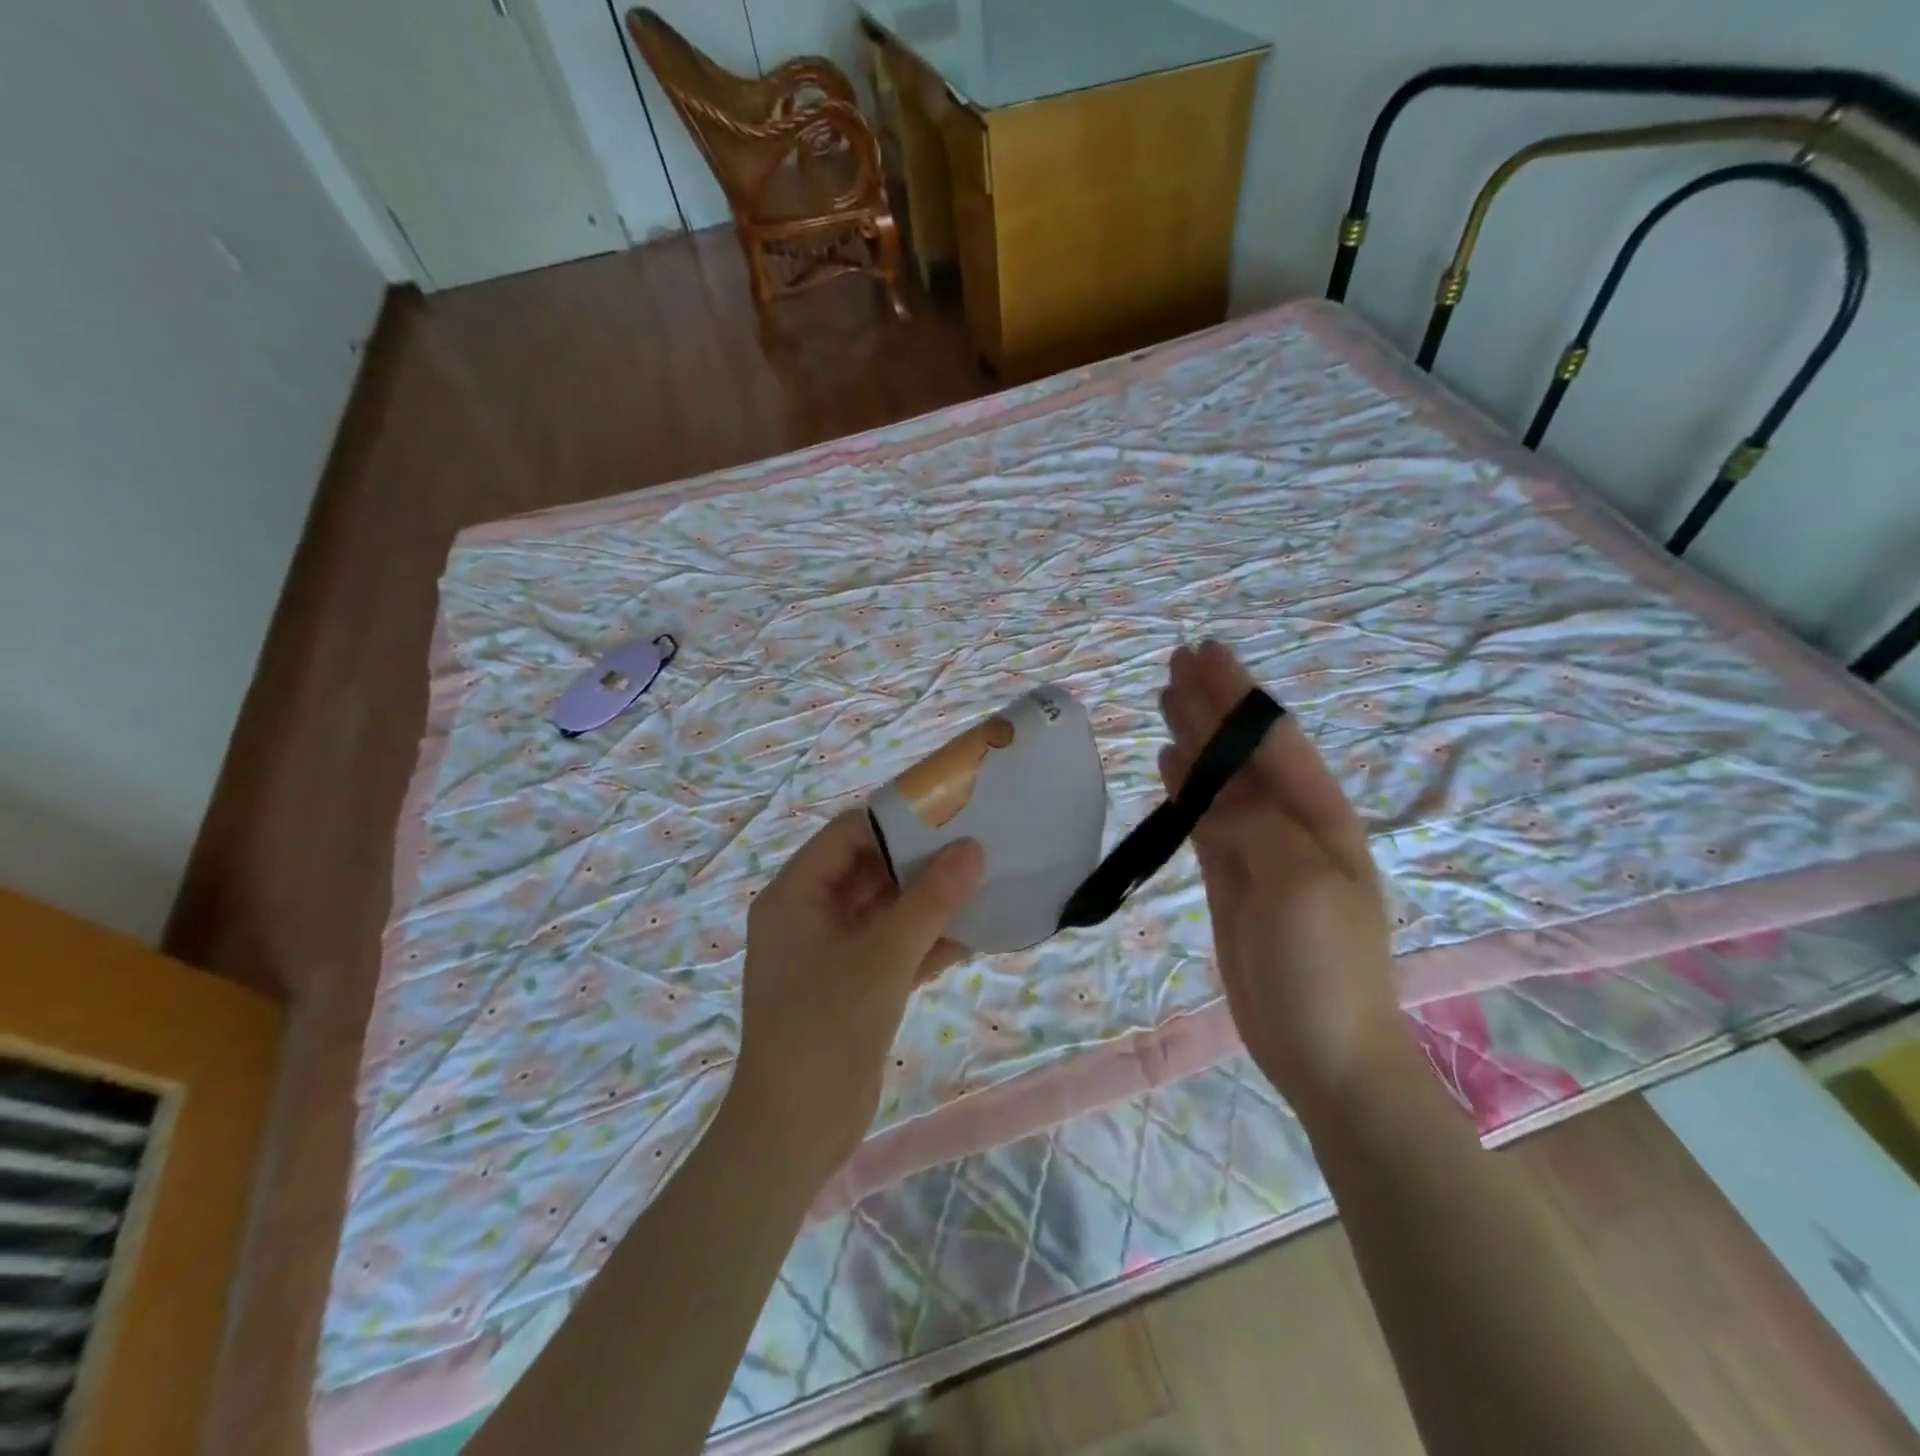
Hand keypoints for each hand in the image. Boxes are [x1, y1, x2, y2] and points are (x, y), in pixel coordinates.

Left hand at [728, 812, 983, 1179]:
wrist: (796, 1132)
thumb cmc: (828, 1027)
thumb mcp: (884, 956)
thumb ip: (930, 900)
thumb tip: (972, 849)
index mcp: (796, 895)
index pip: (847, 835)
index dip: (896, 821)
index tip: (949, 814)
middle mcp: (808, 915)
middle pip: (868, 870)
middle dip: (920, 863)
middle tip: (976, 848)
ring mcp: (829, 952)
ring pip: (884, 910)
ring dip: (929, 904)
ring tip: (984, 886)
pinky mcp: (851, 985)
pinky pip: (891, 947)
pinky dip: (925, 942)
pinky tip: (973, 936)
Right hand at [1158, 640, 1400, 1108]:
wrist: (1323, 1050)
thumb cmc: (1323, 964)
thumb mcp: (1298, 883)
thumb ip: (1255, 824)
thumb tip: (1211, 788)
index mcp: (1321, 816)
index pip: (1272, 739)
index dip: (1239, 694)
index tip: (1205, 653)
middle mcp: (1291, 823)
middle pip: (1242, 752)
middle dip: (1212, 705)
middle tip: (1175, 662)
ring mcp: (1258, 852)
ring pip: (1219, 780)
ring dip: (1194, 739)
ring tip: (1165, 698)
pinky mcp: (1230, 878)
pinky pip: (1203, 819)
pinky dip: (1184, 788)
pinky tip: (1167, 762)